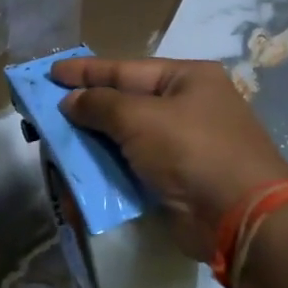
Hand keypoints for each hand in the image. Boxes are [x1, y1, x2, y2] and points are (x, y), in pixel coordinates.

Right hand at [51, 57, 287, 259]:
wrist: (239, 218)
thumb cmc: (191, 150)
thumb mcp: (140, 118)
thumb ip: (100, 105)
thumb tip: (71, 101)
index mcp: (188, 79)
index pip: (127, 69)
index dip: (87, 71)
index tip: (52, 72)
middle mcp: (189, 107)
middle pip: (127, 104)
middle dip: (88, 110)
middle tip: (48, 111)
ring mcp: (186, 146)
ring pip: (128, 139)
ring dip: (95, 144)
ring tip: (58, 144)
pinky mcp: (179, 181)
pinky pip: (136, 169)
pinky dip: (110, 171)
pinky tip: (83, 175)